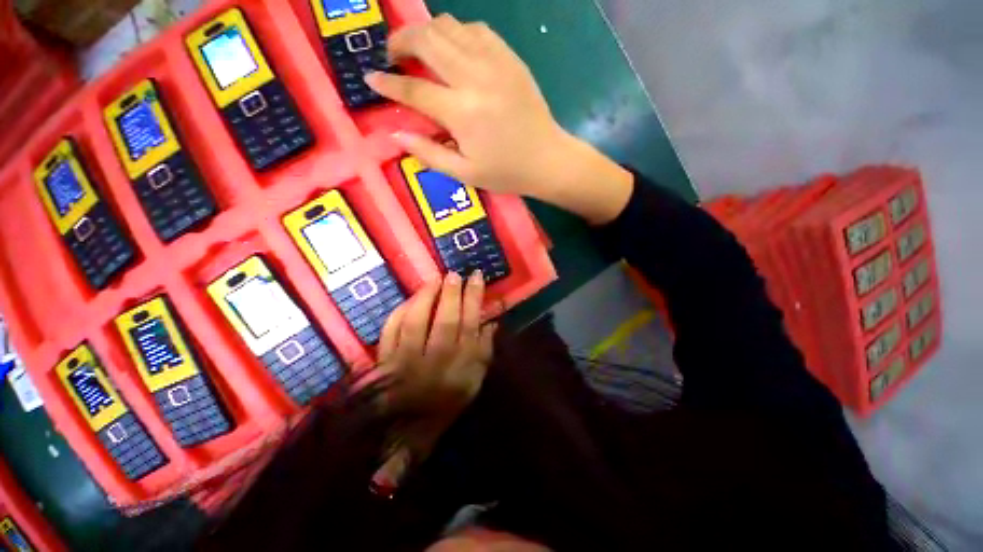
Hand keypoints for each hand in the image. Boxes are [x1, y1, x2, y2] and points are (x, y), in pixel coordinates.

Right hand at [365, 15, 634, 224]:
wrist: (547, 159)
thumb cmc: (506, 172)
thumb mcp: (465, 174)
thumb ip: (429, 154)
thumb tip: (396, 135)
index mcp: (462, 113)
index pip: (413, 90)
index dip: (387, 84)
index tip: (370, 78)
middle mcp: (474, 78)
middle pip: (426, 40)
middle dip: (400, 42)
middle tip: (392, 57)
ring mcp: (495, 62)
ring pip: (449, 26)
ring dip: (426, 33)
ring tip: (420, 51)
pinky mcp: (510, 58)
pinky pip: (476, 29)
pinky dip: (456, 33)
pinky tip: (454, 50)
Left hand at [370, 271, 496, 494]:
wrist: (407, 429)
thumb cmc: (447, 402)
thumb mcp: (475, 381)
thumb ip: (484, 350)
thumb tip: (492, 320)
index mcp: (459, 367)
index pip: (470, 324)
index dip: (474, 297)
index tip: (476, 276)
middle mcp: (434, 361)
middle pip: (445, 320)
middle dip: (452, 293)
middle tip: (455, 274)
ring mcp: (406, 360)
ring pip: (416, 321)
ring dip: (426, 296)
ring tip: (435, 280)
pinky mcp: (385, 360)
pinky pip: (391, 329)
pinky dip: (400, 311)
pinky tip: (411, 300)